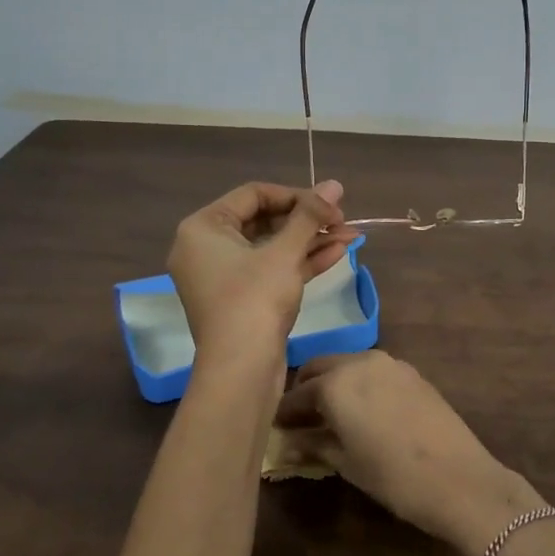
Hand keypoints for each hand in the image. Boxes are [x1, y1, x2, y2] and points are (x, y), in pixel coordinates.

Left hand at [168, 180, 355, 362]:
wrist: (241, 371)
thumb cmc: (255, 300)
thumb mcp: (284, 253)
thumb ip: (310, 216)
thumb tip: (335, 184)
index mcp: (203, 228)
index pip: (254, 194)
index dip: (296, 196)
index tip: (330, 204)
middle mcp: (206, 248)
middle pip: (263, 220)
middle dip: (307, 221)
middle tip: (342, 221)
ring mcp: (223, 277)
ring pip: (271, 247)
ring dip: (310, 241)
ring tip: (351, 236)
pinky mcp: (241, 300)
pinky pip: (270, 270)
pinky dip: (300, 262)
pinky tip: (337, 253)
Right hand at [273, 352, 544, 555]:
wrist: (460, 479)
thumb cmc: (394, 477)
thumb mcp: (346, 463)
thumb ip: (313, 444)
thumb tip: (286, 443)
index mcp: (336, 383)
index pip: (296, 394)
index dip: (283, 412)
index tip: (274, 427)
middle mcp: (359, 362)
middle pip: (319, 367)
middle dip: (305, 388)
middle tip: (299, 418)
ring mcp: (389, 363)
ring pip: (347, 364)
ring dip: (333, 382)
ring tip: (329, 414)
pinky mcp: (411, 372)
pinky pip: (372, 370)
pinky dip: (358, 383)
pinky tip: (361, 410)